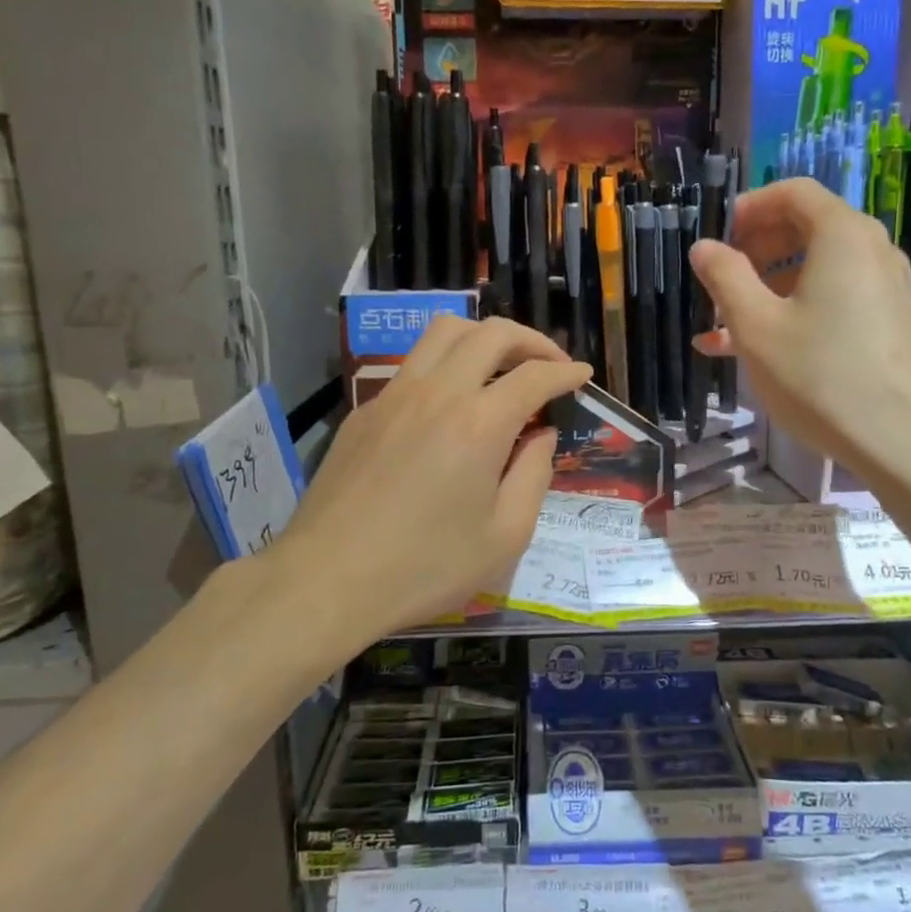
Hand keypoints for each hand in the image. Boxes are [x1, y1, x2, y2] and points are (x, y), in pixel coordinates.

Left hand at [276, 315, 589, 645]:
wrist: (328, 579)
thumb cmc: (425, 567)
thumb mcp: (505, 536)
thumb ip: (534, 476)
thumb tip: (541, 435)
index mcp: (479, 423)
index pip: (534, 375)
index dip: (565, 371)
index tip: (582, 375)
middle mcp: (438, 392)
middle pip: (490, 333)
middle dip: (530, 340)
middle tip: (549, 364)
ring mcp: (395, 395)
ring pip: (444, 332)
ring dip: (483, 337)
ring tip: (501, 365)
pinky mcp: (366, 411)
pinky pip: (414, 364)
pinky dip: (445, 363)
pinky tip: (450, 401)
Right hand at [689, 178, 910, 491]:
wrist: (906, 442)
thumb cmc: (821, 376)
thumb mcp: (757, 327)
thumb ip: (725, 277)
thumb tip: (704, 247)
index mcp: (841, 235)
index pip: (793, 193)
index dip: (748, 208)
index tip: (716, 238)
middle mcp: (871, 250)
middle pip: (806, 228)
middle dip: (755, 251)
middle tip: (719, 282)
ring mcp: (886, 288)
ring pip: (817, 271)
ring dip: (768, 289)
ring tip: (725, 328)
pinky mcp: (891, 323)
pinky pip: (835, 300)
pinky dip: (796, 312)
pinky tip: (761, 351)